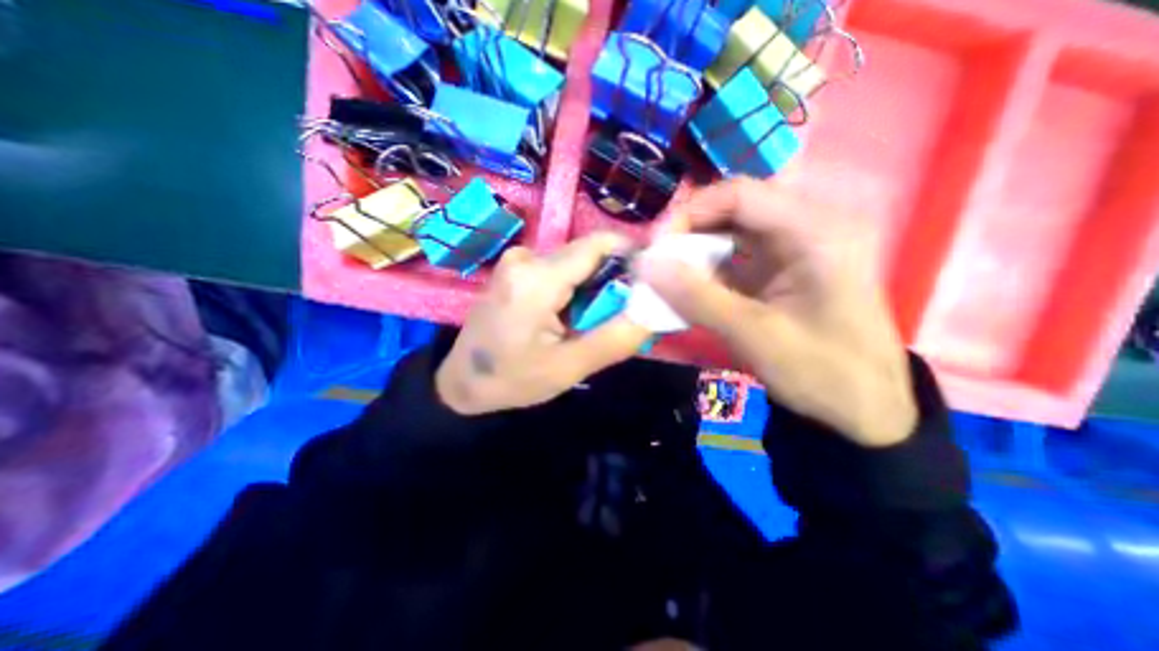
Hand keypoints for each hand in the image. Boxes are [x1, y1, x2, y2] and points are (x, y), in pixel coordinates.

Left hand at [435, 234, 650, 416]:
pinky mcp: (514, 270)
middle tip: (618, 316)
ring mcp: (516, 261)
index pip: (599, 245)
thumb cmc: (512, 379)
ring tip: (589, 323)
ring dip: (591, 288)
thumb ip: (616, 338)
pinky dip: (573, 290)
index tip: (648, 282)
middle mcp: (526, 258)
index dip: (631, 256)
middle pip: (587, 255)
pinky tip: (567, 318)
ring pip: (574, 264)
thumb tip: (655, 309)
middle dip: (611, 281)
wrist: (461, 382)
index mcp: (538, 279)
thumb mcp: (569, 367)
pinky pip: (558, 270)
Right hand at [633, 178, 914, 447]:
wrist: (864, 407)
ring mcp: (794, 247)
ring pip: (730, 231)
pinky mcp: (781, 268)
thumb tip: (646, 266)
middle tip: (657, 263)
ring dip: (695, 251)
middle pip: (733, 208)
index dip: (690, 212)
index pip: (740, 194)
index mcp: (817, 230)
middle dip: (689, 232)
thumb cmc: (822, 372)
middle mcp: (808, 225)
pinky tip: (688, 288)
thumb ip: (697, 297)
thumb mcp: (754, 335)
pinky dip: (707, 269)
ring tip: (667, 276)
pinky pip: (735, 255)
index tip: (657, 247)